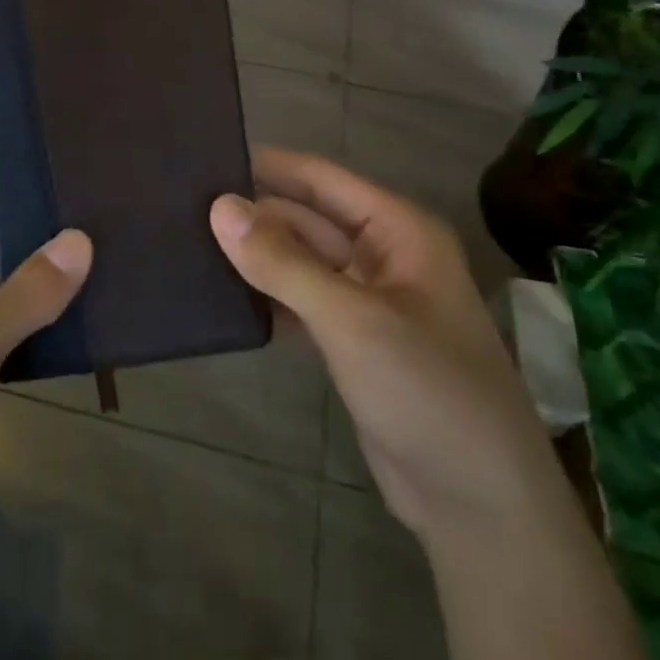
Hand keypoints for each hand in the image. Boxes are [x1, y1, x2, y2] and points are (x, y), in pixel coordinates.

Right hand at [211, 149, 563, 547]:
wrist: (478, 505)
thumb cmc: (426, 390)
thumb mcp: (351, 319)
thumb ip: (283, 262)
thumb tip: (220, 207)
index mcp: (398, 230)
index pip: (321, 178)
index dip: (267, 165)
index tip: (206, 155)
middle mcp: (383, 254)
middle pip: (307, 218)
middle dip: (254, 213)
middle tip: (182, 206)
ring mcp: (367, 300)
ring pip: (301, 261)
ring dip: (257, 255)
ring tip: (189, 241)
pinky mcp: (352, 341)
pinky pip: (301, 301)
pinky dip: (268, 297)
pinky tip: (222, 295)